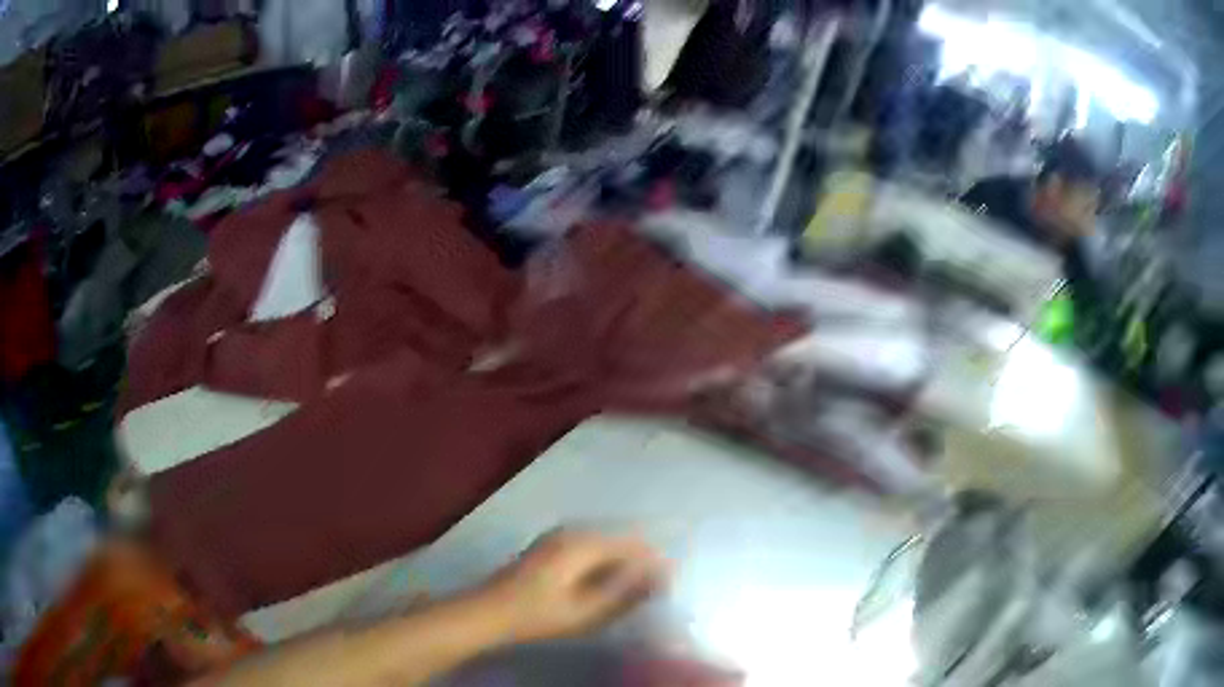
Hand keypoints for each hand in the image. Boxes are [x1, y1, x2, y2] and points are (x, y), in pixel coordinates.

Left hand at [479, 530, 669, 642]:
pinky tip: (602, 584)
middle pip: (619, 540)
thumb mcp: (589, 610)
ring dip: (620, 564)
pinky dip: (603, 564)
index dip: (653, 563)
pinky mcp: (550, 547)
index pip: (633, 543)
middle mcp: (572, 531)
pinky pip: (589, 548)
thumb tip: (662, 572)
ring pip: (604, 544)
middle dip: (638, 563)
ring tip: (630, 590)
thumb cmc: (540, 614)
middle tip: (650, 591)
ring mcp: (558, 536)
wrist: (490, 612)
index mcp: (583, 542)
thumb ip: (627, 590)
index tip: (665, 586)